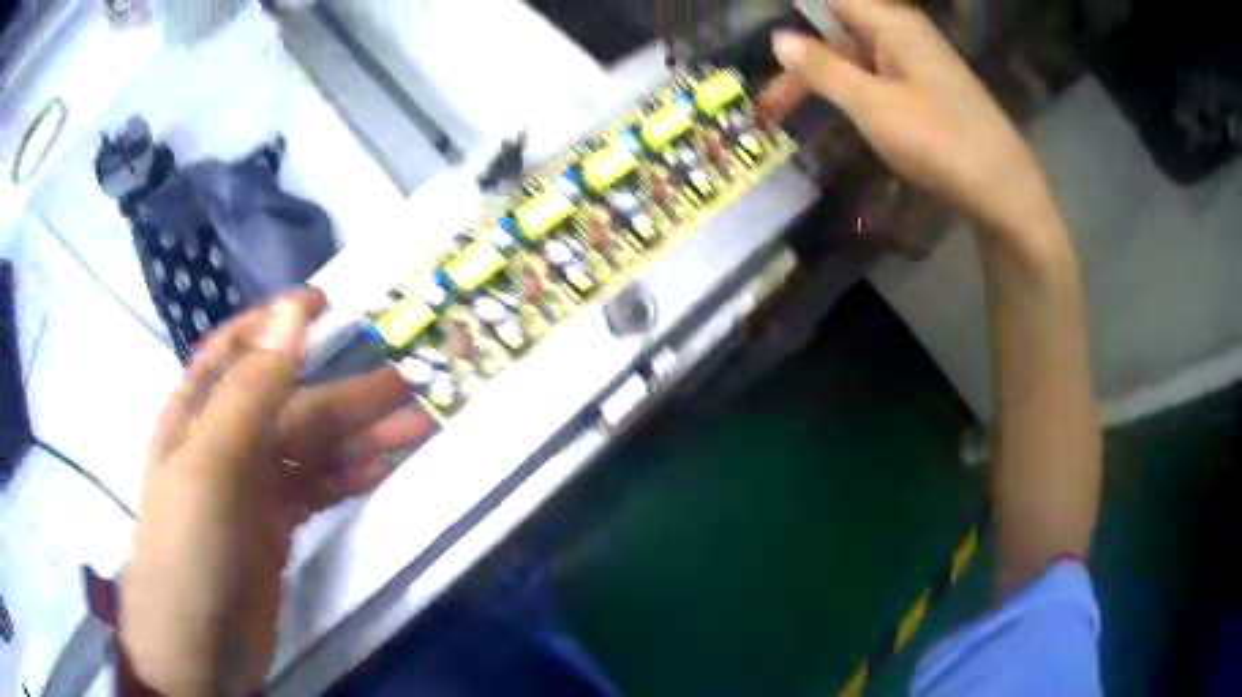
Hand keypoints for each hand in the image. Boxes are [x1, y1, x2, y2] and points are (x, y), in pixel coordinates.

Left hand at [121, 288, 433, 695]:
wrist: (196, 652)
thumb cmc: (187, 552)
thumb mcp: (211, 467)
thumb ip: (251, 392)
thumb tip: (293, 314)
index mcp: (197, 415)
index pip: (236, 350)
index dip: (276, 322)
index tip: (325, 303)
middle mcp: (224, 443)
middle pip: (289, 405)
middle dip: (343, 392)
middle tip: (403, 386)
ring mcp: (252, 490)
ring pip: (310, 448)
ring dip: (358, 436)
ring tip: (413, 428)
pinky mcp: (275, 530)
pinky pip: (316, 489)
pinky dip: (347, 477)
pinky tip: (379, 470)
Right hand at [761, 0, 1058, 238]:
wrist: (1006, 194)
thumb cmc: (940, 142)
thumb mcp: (872, 105)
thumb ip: (823, 69)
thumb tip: (778, 38)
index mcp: (893, 25)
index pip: (832, 2)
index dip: (799, 20)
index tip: (770, 52)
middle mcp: (905, 37)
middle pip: (840, 36)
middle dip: (804, 65)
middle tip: (770, 106)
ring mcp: (919, 67)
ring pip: (858, 64)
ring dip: (825, 85)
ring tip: (789, 117)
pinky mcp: (929, 95)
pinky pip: (880, 84)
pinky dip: (853, 98)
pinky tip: (840, 120)